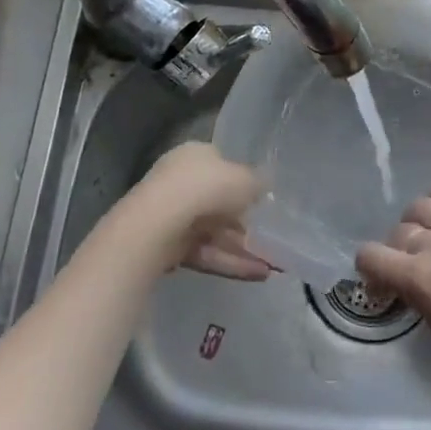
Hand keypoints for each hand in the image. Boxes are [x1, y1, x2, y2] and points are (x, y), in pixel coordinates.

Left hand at [127, 142, 274, 279]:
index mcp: (195, 154)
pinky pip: (205, 252)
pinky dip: (229, 262)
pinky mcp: (167, 244)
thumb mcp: (246, 179)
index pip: (222, 166)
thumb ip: (258, 183)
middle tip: (268, 238)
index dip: (242, 183)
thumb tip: (264, 186)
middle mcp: (180, 179)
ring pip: (213, 232)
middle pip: (217, 202)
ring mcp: (171, 213)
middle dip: (243, 223)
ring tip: (270, 266)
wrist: (160, 223)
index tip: (260, 202)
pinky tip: (256, 275)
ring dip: (241, 248)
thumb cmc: (207, 188)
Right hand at [355, 181, 430, 401]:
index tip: (381, 284)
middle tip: (409, 268)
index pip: (371, 255)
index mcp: (420, 280)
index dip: (368, 269)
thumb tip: (408, 283)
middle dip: (396, 250)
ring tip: (429, 237)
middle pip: (400, 231)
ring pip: (424, 205)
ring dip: (417, 221)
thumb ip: (419, 297)